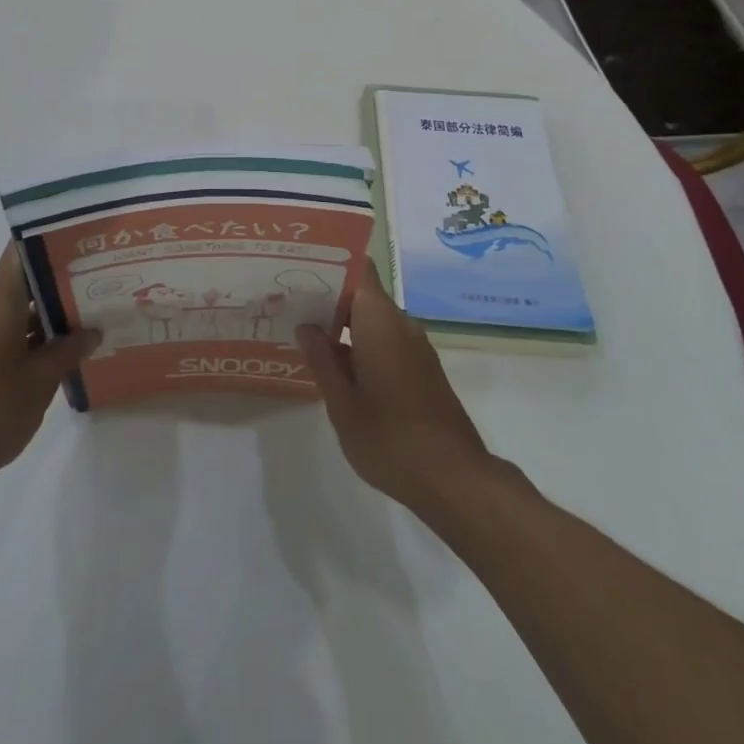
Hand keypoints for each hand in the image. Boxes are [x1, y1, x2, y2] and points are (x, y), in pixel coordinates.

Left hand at [0, 245, 99, 498]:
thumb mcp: (40, 382)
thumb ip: (69, 350)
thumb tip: (92, 331)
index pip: (23, 250)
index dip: (54, 242)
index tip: (86, 245)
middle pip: (22, 281)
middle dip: (60, 284)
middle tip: (99, 287)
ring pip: (12, 309)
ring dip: (44, 316)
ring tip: (84, 323)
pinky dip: (25, 336)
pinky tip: (51, 356)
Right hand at [297, 273, 494, 518]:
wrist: (454, 479)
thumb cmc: (391, 439)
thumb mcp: (343, 404)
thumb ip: (322, 360)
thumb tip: (306, 327)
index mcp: (379, 321)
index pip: (358, 269)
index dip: (329, 264)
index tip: (299, 267)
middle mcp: (400, 322)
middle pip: (362, 292)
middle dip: (328, 295)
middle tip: (289, 301)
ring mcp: (414, 345)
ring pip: (372, 317)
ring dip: (342, 322)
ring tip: (303, 329)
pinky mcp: (421, 366)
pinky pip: (385, 338)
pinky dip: (360, 341)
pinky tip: (335, 362)